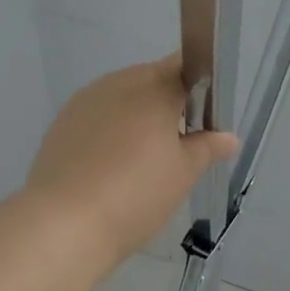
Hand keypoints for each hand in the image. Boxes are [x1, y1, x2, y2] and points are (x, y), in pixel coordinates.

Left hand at [26, 57, 237, 266]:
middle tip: (180, 144)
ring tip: (144, 160)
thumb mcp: (182, 174)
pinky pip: (96, 117)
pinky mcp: (61, 125)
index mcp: (152, 88)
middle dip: (168, 104)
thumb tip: (228, 137)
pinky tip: (111, 166)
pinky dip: (109, 132)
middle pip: (151, 80)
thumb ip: (207, 148)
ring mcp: (83, 103)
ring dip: (136, 117)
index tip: (206, 116)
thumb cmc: (135, 195)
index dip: (200, 86)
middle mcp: (116, 84)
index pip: (184, 66)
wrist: (63, 223)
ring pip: (120, 98)